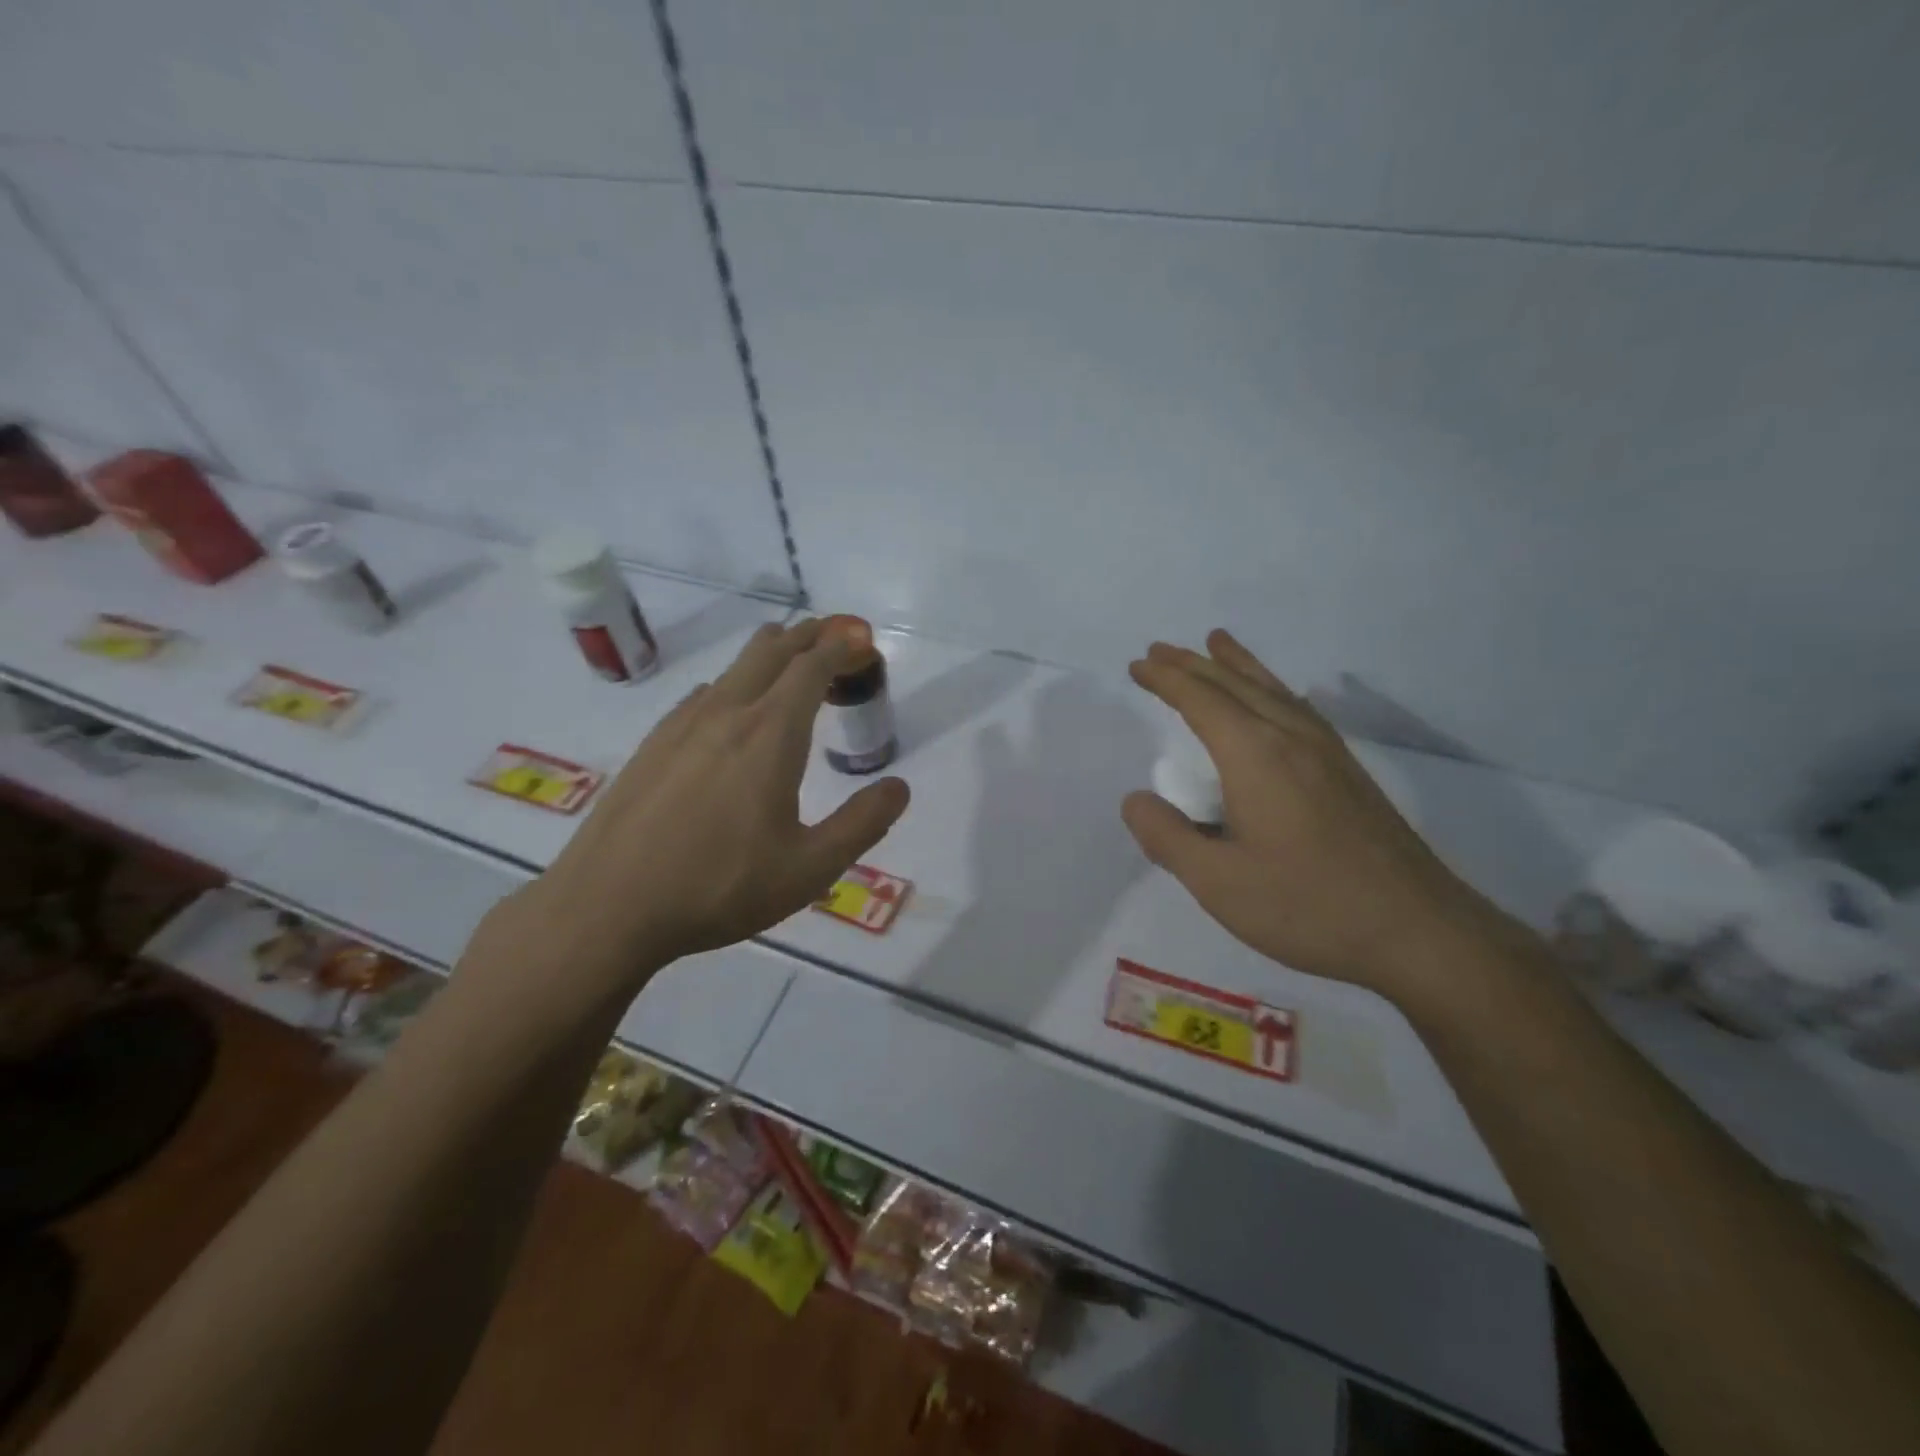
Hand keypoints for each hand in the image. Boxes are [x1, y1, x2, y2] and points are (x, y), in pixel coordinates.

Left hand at [490, 620, 909, 992]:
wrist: (607, 908)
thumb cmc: (719, 888)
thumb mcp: (809, 868)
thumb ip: (862, 824)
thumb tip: (899, 787)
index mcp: (770, 735)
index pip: (812, 667)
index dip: (840, 646)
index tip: (861, 640)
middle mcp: (727, 714)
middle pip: (771, 650)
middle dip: (809, 634)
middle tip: (835, 635)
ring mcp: (682, 726)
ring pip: (734, 667)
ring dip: (771, 656)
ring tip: (792, 668)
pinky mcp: (653, 745)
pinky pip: (704, 695)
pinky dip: (735, 685)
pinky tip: (732, 714)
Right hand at [1122, 631, 1519, 1002]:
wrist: (1417, 930)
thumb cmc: (1307, 905)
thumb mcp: (1218, 883)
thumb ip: (1168, 837)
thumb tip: (1134, 800)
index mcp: (1255, 755)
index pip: (1201, 700)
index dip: (1166, 679)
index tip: (1138, 664)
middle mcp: (1291, 738)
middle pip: (1235, 685)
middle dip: (1193, 664)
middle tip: (1159, 648)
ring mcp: (1327, 751)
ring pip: (1272, 690)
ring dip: (1237, 665)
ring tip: (1216, 641)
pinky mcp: (1348, 771)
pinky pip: (1297, 707)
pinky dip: (1272, 688)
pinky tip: (1276, 697)